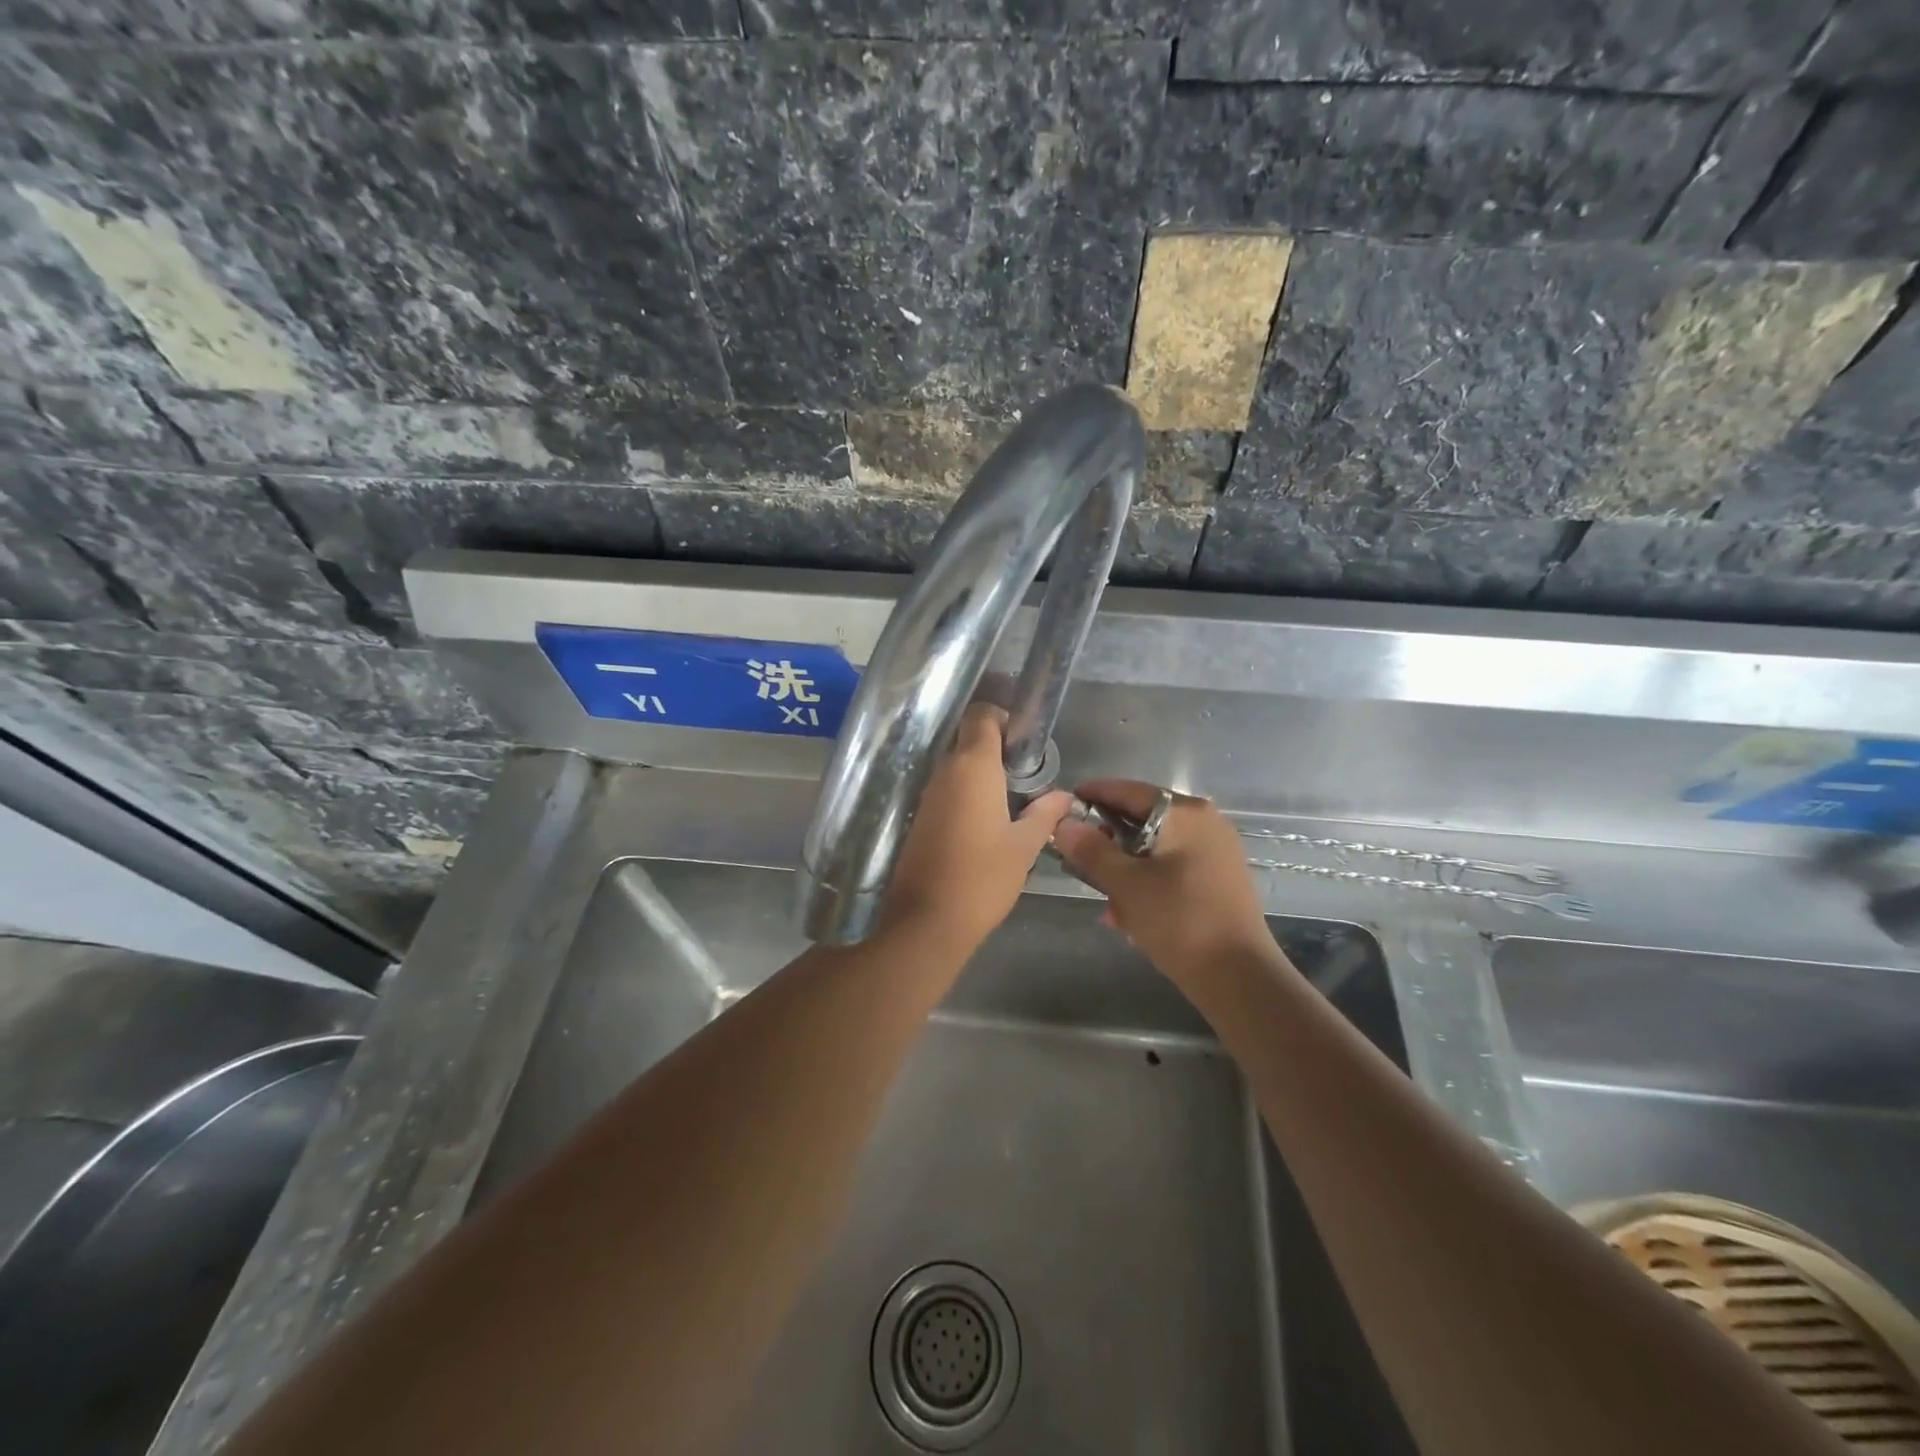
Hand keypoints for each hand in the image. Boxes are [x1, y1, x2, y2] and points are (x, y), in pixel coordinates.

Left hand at [881, 703, 1071, 949]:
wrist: (926, 921)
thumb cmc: (982, 878)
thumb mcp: (1024, 846)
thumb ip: (1045, 814)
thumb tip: (1064, 796)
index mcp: (972, 767)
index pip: (981, 715)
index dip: (1003, 719)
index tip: (1024, 744)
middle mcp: (944, 771)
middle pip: (967, 739)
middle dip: (996, 749)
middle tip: (1024, 776)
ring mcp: (927, 795)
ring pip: (954, 766)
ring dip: (980, 774)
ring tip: (1010, 802)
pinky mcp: (918, 818)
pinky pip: (945, 790)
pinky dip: (964, 795)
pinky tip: (984, 823)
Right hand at [1051, 779, 1276, 980]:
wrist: (1239, 977)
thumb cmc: (1179, 920)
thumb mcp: (1125, 884)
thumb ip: (1091, 849)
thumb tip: (1063, 823)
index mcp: (1185, 813)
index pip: (1128, 790)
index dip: (1092, 796)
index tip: (1062, 808)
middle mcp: (1205, 822)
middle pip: (1143, 818)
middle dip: (1108, 839)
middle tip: (1077, 857)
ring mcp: (1216, 851)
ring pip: (1155, 846)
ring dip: (1125, 865)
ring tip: (1102, 894)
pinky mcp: (1219, 878)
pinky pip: (1172, 867)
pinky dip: (1147, 880)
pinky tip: (1128, 912)